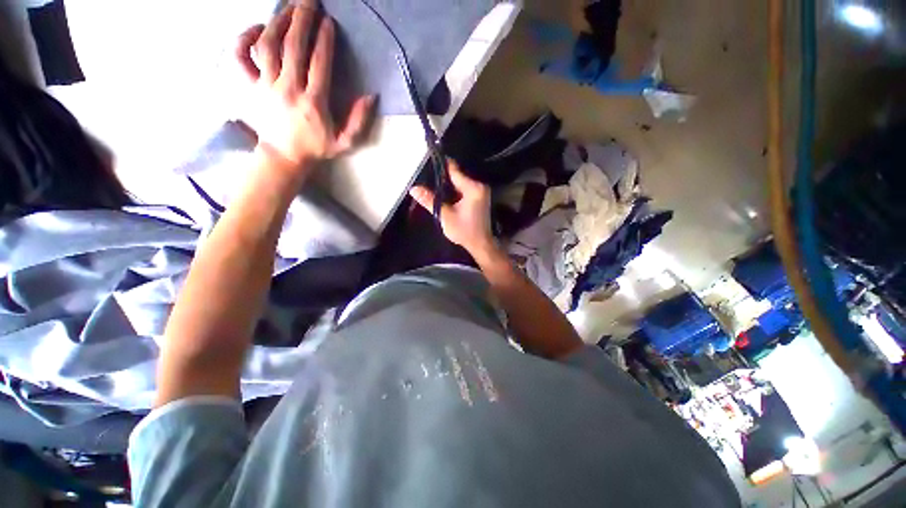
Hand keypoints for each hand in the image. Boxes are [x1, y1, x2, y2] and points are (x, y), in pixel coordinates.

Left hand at [235, 0, 375, 171]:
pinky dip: (245, 38)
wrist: (284, 157)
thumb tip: (371, 96)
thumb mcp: (345, 142)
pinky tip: (258, 28)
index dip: (324, 40)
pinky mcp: (250, 87)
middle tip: (309, 1)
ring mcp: (266, 86)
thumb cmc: (316, 148)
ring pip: (268, 45)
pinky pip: (241, 57)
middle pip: (293, 47)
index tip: (329, 23)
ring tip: (289, 6)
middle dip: (302, 20)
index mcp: (313, 102)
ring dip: (279, 22)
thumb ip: (358, 121)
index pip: (319, 64)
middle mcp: (288, 89)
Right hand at [409, 160, 495, 255]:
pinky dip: (454, 191)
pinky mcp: (480, 197)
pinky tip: (445, 195)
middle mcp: (479, 186)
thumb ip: (430, 200)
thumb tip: (414, 189)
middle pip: (457, 176)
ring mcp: (481, 191)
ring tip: (433, 186)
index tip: (428, 159)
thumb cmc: (464, 231)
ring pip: (460, 183)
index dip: (441, 165)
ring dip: (448, 185)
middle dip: (442, 178)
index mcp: (473, 188)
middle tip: (427, 178)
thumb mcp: (445, 216)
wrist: (480, 244)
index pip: (454, 171)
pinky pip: (464, 189)